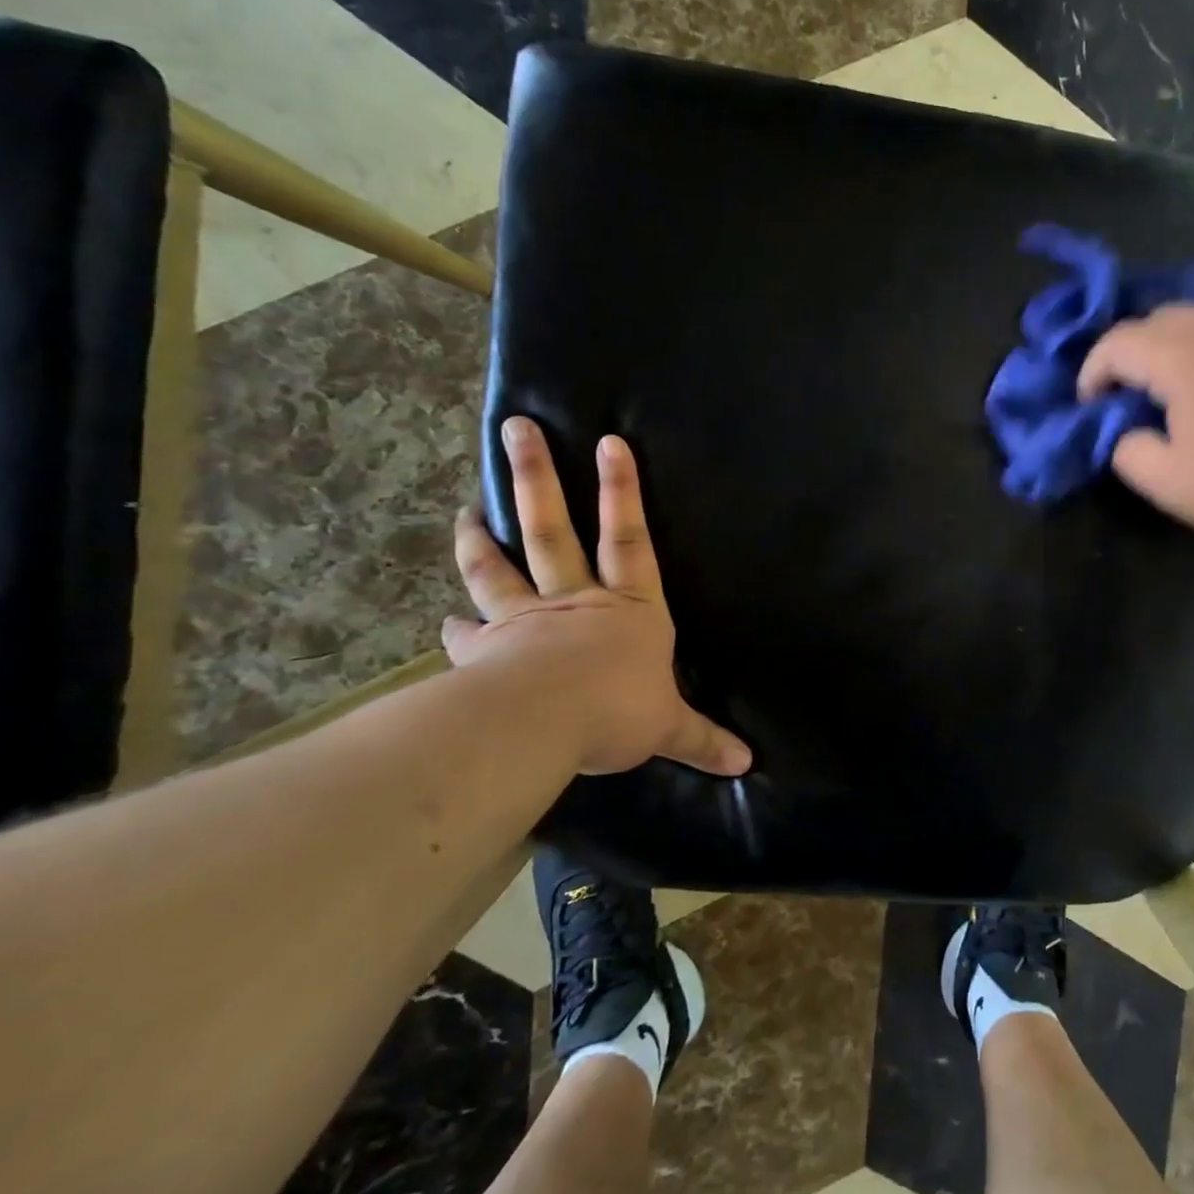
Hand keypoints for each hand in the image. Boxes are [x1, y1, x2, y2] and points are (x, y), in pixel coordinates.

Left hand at [444, 416, 750, 777]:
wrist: (543, 725)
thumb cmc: (618, 711)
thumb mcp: (668, 727)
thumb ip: (702, 739)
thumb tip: (747, 763)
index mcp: (629, 609)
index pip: (631, 539)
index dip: (622, 491)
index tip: (608, 442)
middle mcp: (576, 602)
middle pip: (554, 530)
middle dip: (537, 478)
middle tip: (517, 430)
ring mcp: (526, 620)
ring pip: (501, 567)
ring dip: (481, 537)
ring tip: (467, 510)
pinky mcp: (487, 650)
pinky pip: (469, 632)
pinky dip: (457, 624)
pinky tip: (445, 619)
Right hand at [1079, 305, 1193, 555]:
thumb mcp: (1166, 482)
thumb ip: (1127, 449)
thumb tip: (1126, 432)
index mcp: (1184, 360)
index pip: (1120, 342)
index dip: (1093, 370)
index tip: (1089, 405)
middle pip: (1159, 318)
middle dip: (1129, 350)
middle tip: (1123, 392)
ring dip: (1168, 350)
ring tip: (1164, 394)